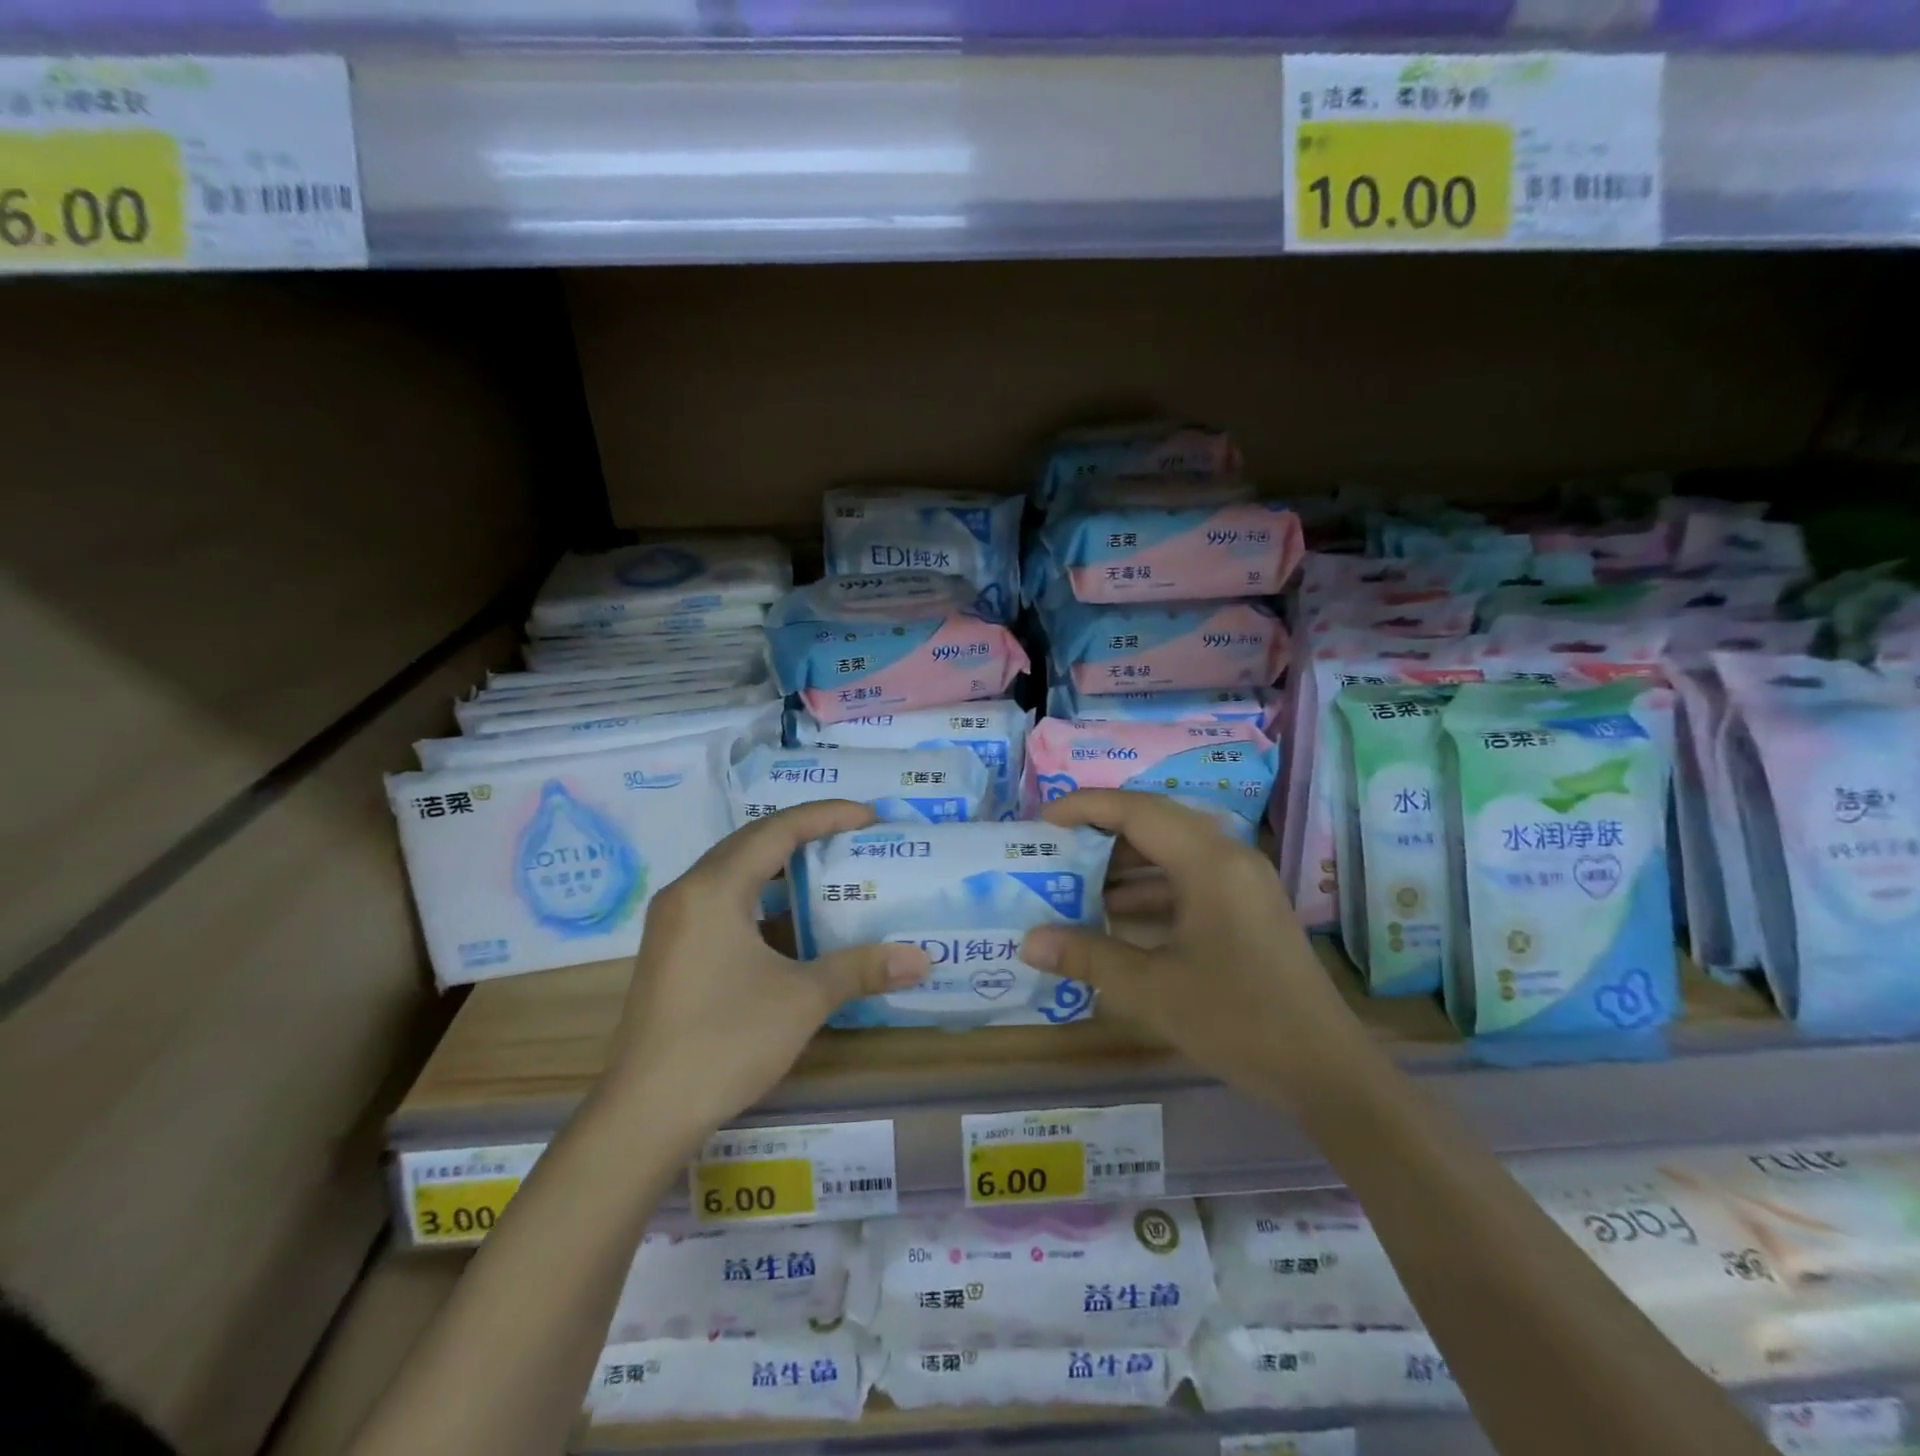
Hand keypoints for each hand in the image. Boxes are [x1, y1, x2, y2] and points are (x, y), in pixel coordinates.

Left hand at [602, 800, 930, 1138]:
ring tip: (826, 869)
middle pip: (751, 842)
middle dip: (804, 834)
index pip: (776, 830)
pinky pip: (720, 901)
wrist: (644, 1115)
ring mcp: (672, 923)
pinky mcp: (670, 951)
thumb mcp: (802, 999)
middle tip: (852, 837)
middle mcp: (686, 892)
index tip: (869, 816)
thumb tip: (921, 959)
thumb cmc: (726, 1042)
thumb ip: (861, 969)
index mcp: (713, 888)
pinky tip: (787, 921)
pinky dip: (759, 897)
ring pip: (732, 872)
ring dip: (779, 866)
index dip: (826, 816)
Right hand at [1019, 789, 1354, 1105]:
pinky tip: (1117, 917)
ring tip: (1076, 884)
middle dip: (1100, 833)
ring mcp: (1243, 881)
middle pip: (1154, 822)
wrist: (1327, 1071)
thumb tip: (1028, 942)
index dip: (1084, 807)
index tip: (1041, 822)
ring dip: (1125, 864)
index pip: (1136, 810)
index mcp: (1209, 861)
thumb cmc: (1238, 1020)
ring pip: (1172, 851)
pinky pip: (1189, 878)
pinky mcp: (1248, 907)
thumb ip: (1087, 957)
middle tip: (1055, 851)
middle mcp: (1229, 857)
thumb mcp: (1151, 990)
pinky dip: (1150, 889)